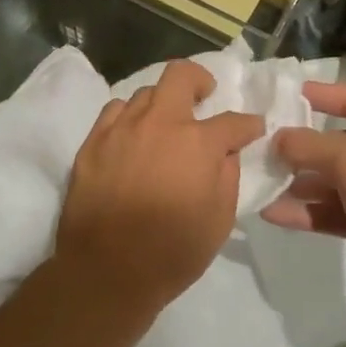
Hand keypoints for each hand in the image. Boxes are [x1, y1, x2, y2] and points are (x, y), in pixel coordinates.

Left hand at [53, 61, 265, 314]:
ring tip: (164, 124)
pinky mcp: (92, 142)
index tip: (252, 129)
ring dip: (162, 103)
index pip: (234, 121)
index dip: (249, 125)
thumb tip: (226, 152)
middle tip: (204, 96)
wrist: (106, 271)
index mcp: (197, 143)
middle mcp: (159, 124)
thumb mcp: (220, 220)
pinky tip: (132, 134)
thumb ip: (227, 176)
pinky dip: (129, 116)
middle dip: (199, 80)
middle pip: (180, 76)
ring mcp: (121, 128)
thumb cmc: (172, 252)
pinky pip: (114, 112)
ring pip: (145, 93)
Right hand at [261, 82, 345, 322]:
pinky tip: (274, 214)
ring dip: (299, 183)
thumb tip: (278, 139)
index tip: (284, 94)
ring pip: (334, 182)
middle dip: (300, 147)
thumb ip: (311, 146)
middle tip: (260, 148)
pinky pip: (336, 212)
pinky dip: (308, 212)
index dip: (321, 94)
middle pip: (338, 143)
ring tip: (259, 185)